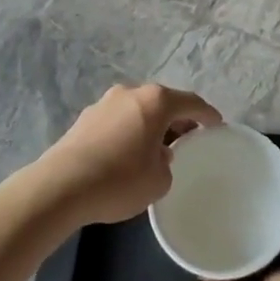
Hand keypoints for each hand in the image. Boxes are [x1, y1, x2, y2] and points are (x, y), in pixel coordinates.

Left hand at [35, 83, 221, 225]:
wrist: (61, 187)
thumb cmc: (120, 180)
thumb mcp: (159, 181)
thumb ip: (167, 164)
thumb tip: (158, 155)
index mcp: (156, 101)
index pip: (191, 103)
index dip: (207, 114)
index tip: (218, 125)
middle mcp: (130, 93)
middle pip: (162, 103)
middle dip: (177, 119)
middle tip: (188, 139)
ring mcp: (104, 103)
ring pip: (138, 110)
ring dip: (150, 125)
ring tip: (157, 149)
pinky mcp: (84, 119)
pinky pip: (117, 121)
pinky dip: (129, 132)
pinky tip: (128, 155)